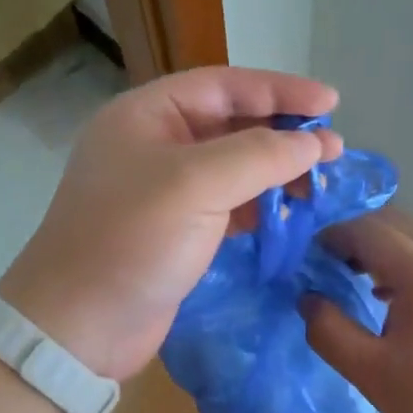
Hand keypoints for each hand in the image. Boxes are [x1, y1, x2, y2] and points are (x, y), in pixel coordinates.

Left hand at [0, 68, 342, 378]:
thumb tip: (314, 142)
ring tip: (321, 181)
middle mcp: (154, 145)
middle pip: (230, 124)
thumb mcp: (196, 184)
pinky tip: (290, 212)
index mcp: (146, 115)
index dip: (279, 90)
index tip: (331, 103)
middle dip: (282, 132)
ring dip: (275, 171)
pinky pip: (227, 205)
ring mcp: (163, 192)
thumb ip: (260, 155)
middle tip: (334, 148)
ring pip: (232, 167)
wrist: (78, 327)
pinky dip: (259, 205)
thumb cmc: (131, 240)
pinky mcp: (175, 232)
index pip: (223, 85)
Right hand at [303, 209, 412, 412]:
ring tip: (357, 279)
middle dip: (355, 234)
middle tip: (329, 265)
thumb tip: (307, 299)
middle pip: (393, 221)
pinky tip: (394, 298)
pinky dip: (405, 259)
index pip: (367, 230)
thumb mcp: (373, 373)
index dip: (332, 237)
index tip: (307, 259)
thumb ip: (330, 333)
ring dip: (381, 245)